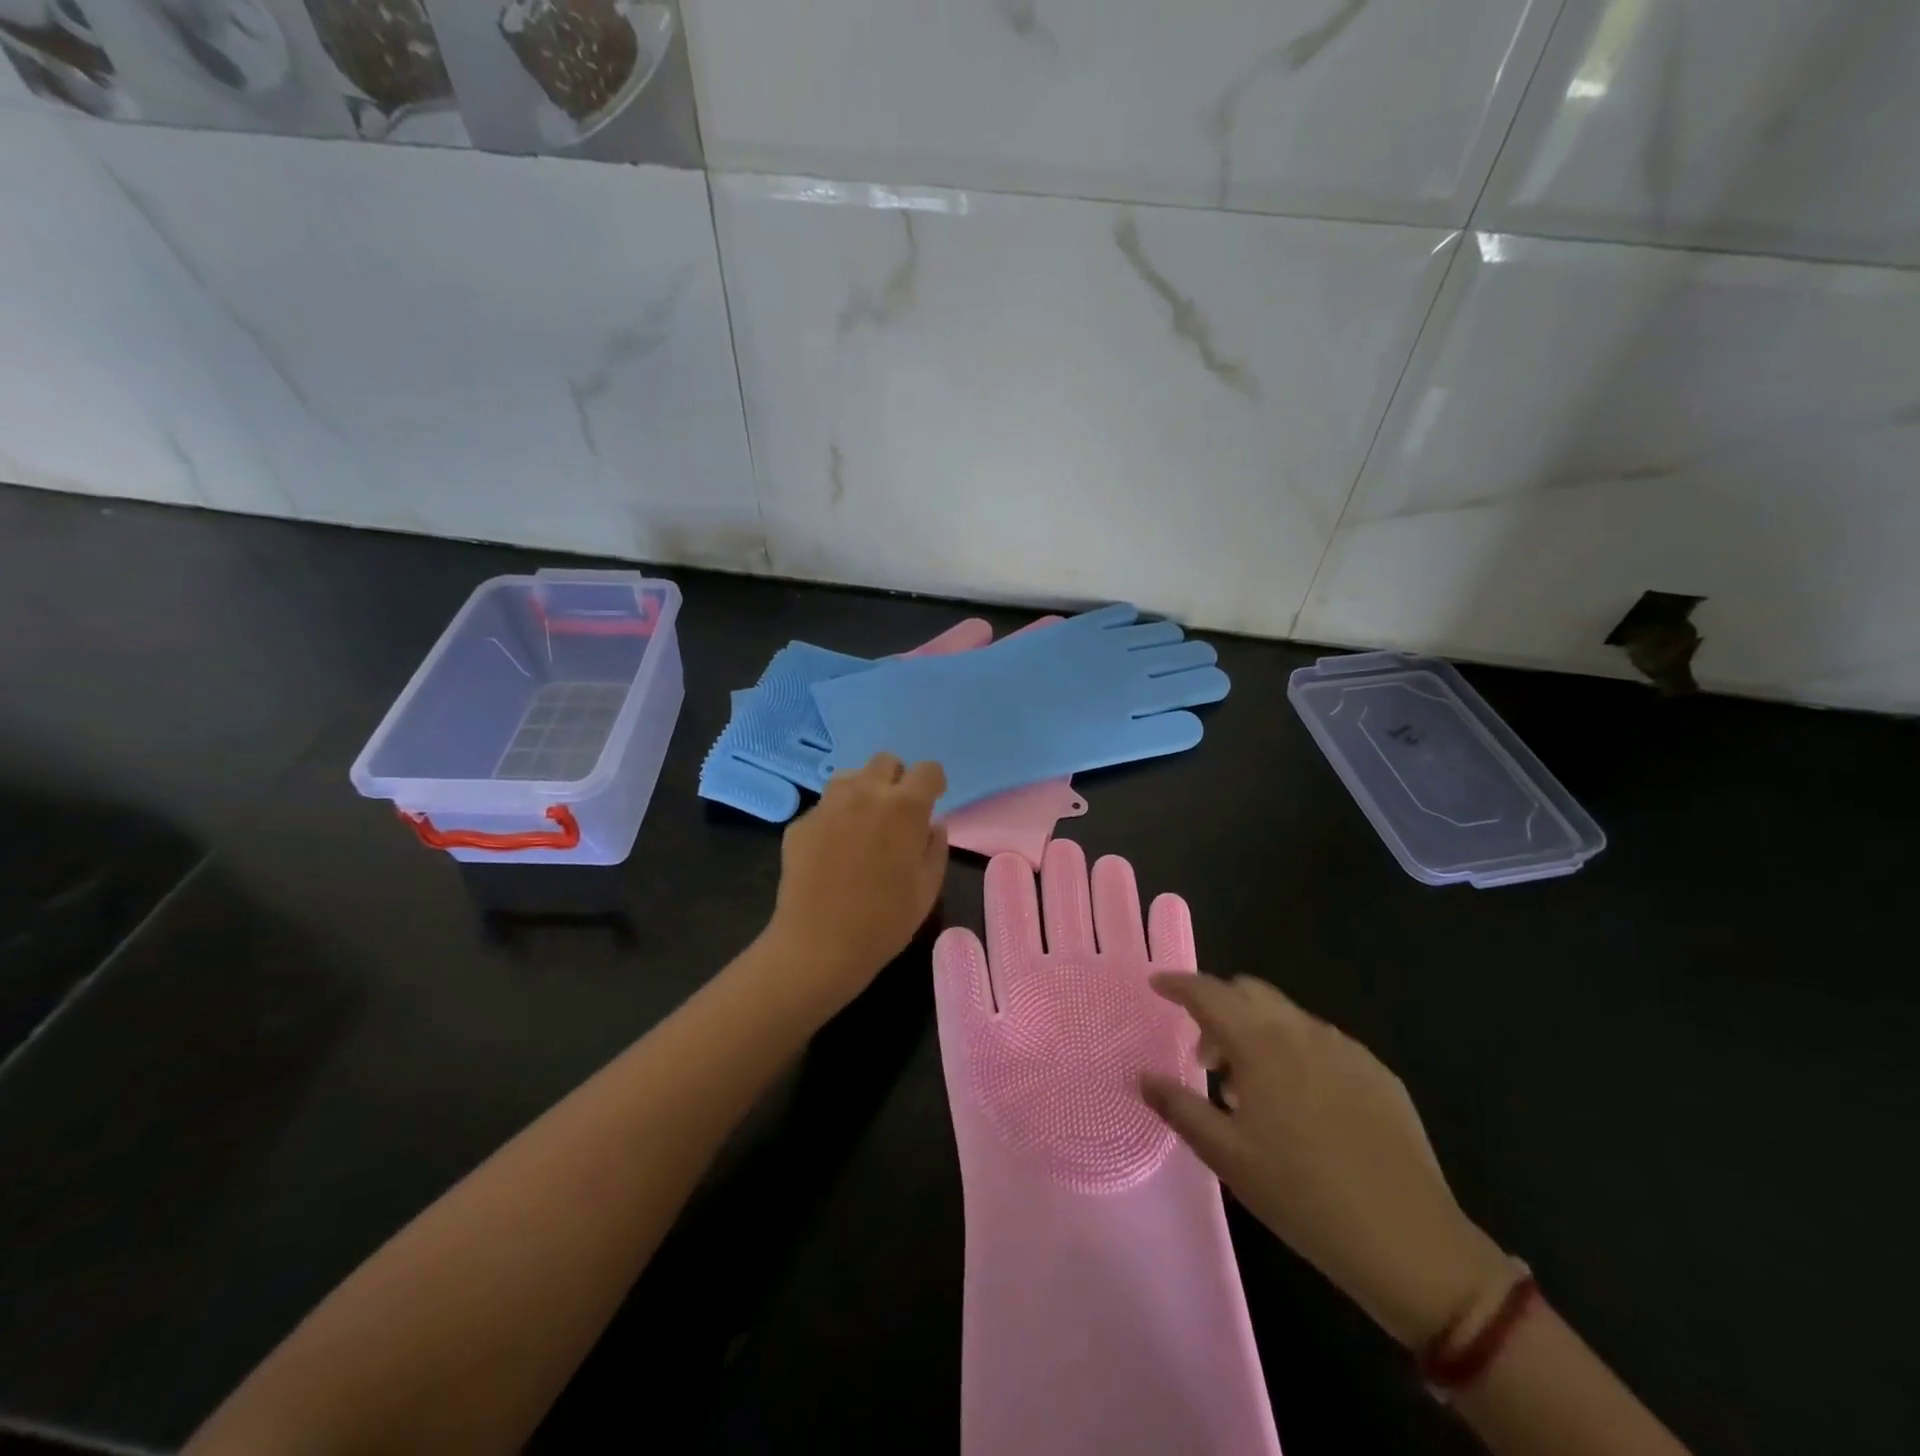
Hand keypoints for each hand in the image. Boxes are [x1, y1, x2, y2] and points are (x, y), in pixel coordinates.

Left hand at [761, 753, 948, 1016]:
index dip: (933, 784)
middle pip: (885, 761)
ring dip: (863, 792)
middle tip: (896, 814)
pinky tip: (833, 852)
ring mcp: (828, 805)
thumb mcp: (927, 888)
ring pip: (850, 777)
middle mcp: (865, 794)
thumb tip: (932, 825)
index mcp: (904, 807)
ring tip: (863, 826)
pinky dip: (834, 819)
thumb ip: (935, 847)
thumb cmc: (884, 921)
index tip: (931, 803)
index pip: (928, 770)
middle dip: (896, 779)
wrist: (818, 945)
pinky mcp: (800, 823)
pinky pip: (824, 808)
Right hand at [1140, 974, 1511, 1349]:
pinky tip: (1301, 1105)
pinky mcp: (1376, 1073)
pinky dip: (1295, 1053)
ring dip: (1256, 1033)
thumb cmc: (1302, 1196)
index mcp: (1261, 1043)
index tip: (1157, 986)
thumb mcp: (1227, 1156)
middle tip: (1203, 1055)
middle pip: (1249, 991)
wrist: (1410, 1242)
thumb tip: (1142, 1075)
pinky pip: (1321, 1043)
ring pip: (1286, 1017)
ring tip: (1250, 1089)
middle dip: (1218, 1008)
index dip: (1178, 984)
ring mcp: (1345, 1049)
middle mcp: (1302, 1031)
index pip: (1208, 992)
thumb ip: (1178, 1106)